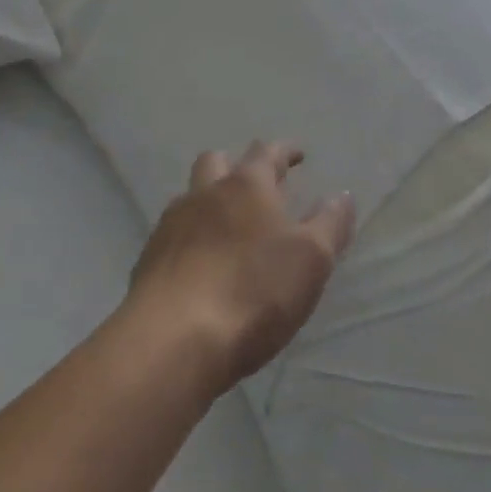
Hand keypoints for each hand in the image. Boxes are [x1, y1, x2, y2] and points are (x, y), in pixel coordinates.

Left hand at [126, 142, 355, 396]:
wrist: (172, 340)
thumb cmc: (253, 292)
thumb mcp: (311, 260)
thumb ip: (330, 224)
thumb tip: (342, 195)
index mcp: (246, 185)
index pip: (267, 152)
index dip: (284, 151)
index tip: (297, 155)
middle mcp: (205, 193)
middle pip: (217, 162)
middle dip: (237, 166)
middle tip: (256, 186)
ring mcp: (171, 225)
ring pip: (191, 196)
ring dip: (209, 201)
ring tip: (227, 226)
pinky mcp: (149, 260)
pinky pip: (172, 235)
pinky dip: (189, 238)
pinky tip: (200, 264)